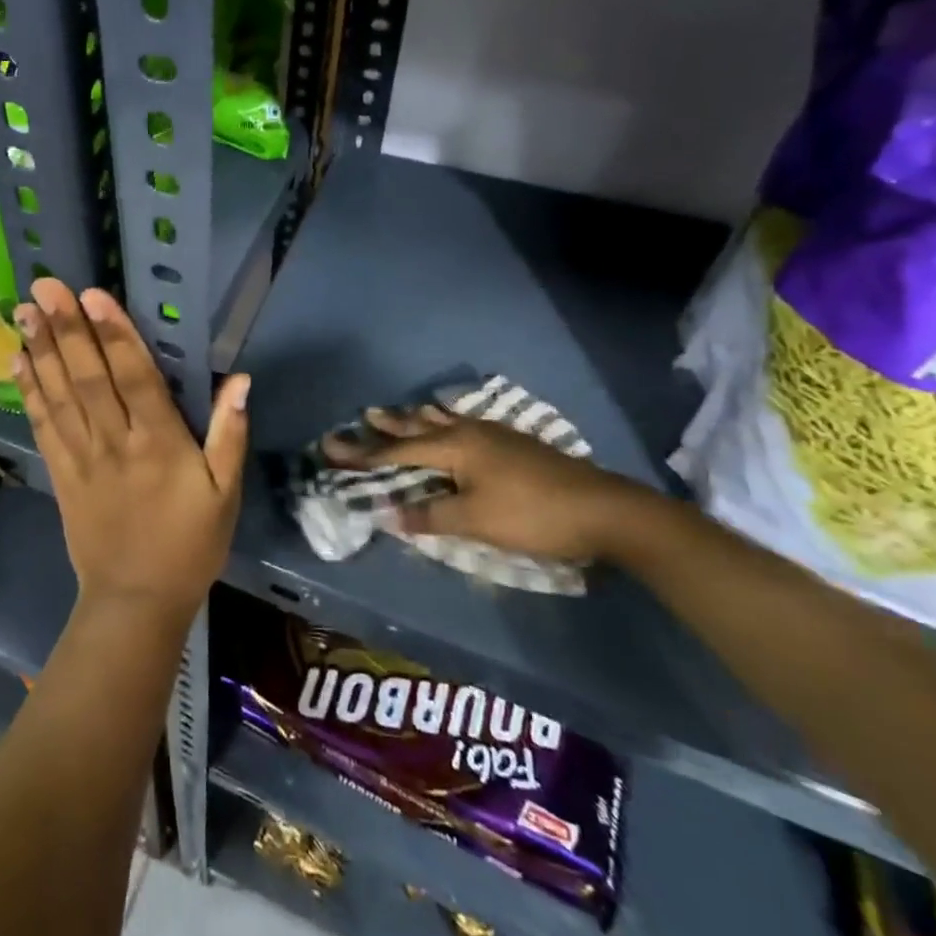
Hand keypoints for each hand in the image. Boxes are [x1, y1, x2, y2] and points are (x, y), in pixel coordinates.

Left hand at [15, 278, 248, 624]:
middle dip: (67, 328)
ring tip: (24, 310)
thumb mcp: (226, 494)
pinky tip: (18, 361)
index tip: (92, 295)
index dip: (114, 333)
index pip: (134, 377)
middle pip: (88, 378)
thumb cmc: (190, 544)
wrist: (136, 601)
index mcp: (160, 443)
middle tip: (45, 286)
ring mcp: (81, 457)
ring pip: (59, 395)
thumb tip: (240, 380)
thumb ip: (229, 434)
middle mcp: (115, 442)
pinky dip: (29, 392)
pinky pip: (43, 426)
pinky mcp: (60, 474)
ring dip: (41, 350)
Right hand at [322, 406, 661, 564]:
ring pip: (443, 421)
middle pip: (418, 427)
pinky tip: (452, 425)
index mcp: (454, 446)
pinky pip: (463, 424)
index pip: (397, 451)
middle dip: (387, 426)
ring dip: (416, 419)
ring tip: (398, 413)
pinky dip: (443, 423)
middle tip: (362, 416)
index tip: (330, 448)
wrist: (605, 510)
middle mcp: (468, 432)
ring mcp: (494, 434)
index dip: (363, 454)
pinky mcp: (514, 443)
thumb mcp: (475, 522)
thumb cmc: (532, 516)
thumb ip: (430, 516)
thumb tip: (390, 514)